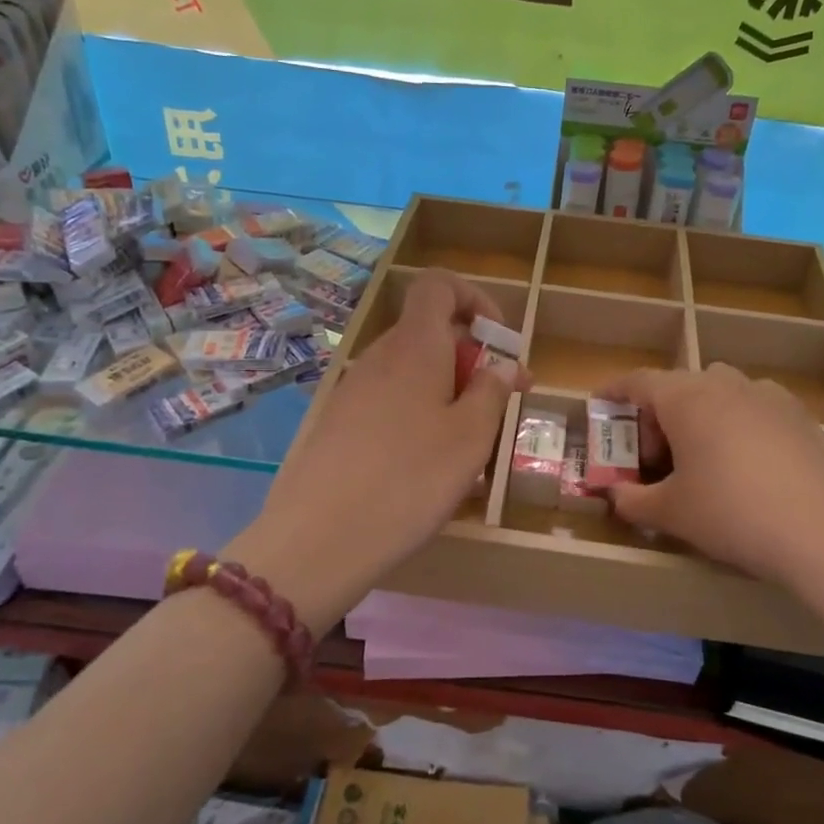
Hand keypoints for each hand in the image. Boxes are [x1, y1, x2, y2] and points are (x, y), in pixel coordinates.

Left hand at [232, 269, 525, 612]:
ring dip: (445, 391)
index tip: (499, 342)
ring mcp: (352, 390)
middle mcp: (379, 356)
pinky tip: (425, 465)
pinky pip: (387, 401)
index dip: (474, 299)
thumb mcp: (470, 437)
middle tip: (498, 405)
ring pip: (410, 372)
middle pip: (428, 333)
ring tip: (467, 444)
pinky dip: (416, 414)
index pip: (438, 285)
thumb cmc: (411, 478)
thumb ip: (492, 392)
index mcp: (414, 345)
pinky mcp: (337, 423)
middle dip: (469, 358)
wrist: (320, 537)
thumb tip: (504, 366)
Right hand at [598, 364, 823, 590]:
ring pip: (720, 390)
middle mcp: (725, 384)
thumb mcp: (670, 513)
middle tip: (656, 457)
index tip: (601, 402)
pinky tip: (747, 461)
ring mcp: (767, 395)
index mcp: (686, 398)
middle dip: (659, 414)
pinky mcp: (799, 414)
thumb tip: (614, 496)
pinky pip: (754, 405)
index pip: (639, 381)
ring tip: (703, 455)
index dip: (615, 390)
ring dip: (700, 413)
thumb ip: (631, 501)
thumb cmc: (730, 514)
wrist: (820, 534)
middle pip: (679, 386)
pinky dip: (738, 421)